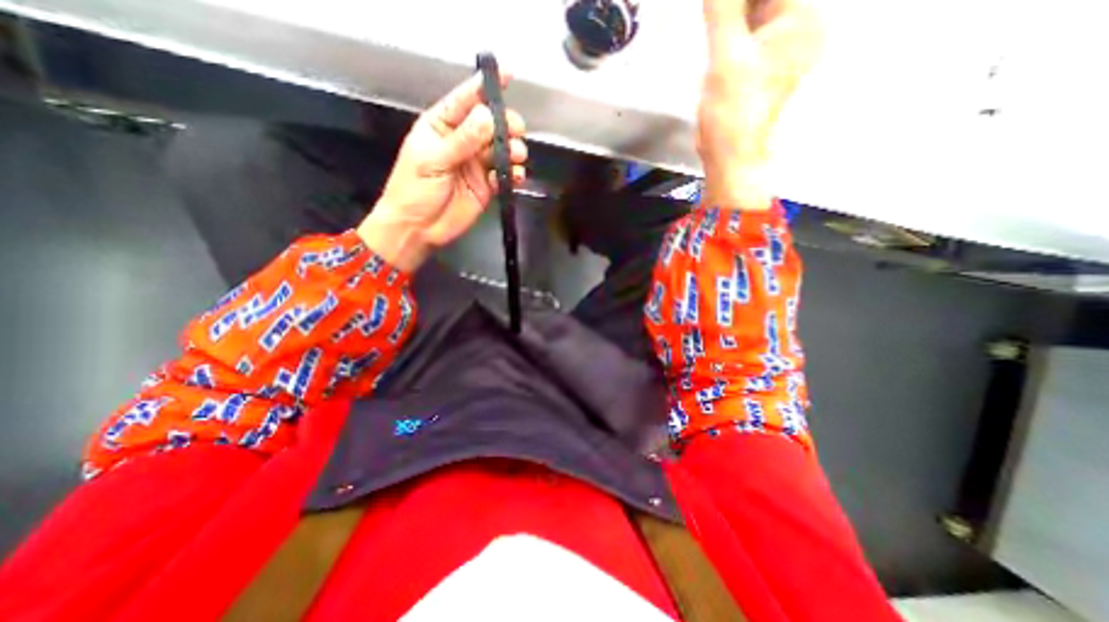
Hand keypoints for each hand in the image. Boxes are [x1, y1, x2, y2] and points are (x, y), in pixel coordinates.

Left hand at [356, 73, 527, 272]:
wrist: (418, 228)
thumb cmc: (414, 190)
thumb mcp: (433, 160)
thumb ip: (462, 141)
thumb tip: (487, 117)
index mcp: (442, 127)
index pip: (465, 100)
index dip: (485, 87)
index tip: (506, 75)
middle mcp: (463, 142)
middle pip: (490, 125)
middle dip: (505, 124)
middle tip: (515, 131)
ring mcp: (477, 165)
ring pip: (502, 149)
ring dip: (513, 149)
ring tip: (515, 156)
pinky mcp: (488, 186)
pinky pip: (506, 175)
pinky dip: (513, 174)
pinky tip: (513, 176)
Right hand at [699, 0, 821, 207]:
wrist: (734, 159)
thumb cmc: (733, 112)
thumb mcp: (726, 59)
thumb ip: (722, 11)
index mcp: (802, 21)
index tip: (715, 6)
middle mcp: (801, 31)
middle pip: (768, 1)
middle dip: (736, 7)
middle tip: (712, 15)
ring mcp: (783, 55)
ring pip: (757, 18)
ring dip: (733, 18)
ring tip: (712, 25)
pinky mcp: (764, 73)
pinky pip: (751, 40)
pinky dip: (733, 36)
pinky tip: (718, 43)